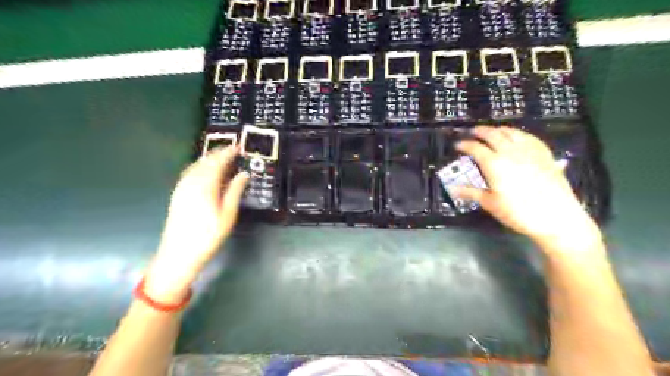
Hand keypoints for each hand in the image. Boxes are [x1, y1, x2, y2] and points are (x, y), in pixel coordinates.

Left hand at [146, 147, 248, 302]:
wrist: (179, 254)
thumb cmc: (208, 236)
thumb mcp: (227, 215)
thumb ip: (235, 191)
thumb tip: (243, 174)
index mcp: (205, 186)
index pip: (217, 162)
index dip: (228, 153)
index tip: (239, 147)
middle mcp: (191, 182)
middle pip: (205, 161)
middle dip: (219, 153)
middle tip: (233, 150)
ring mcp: (181, 188)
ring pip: (196, 165)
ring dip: (209, 158)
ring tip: (222, 158)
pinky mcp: (177, 194)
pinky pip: (189, 172)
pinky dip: (200, 166)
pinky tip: (205, 171)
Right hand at [456, 127, 601, 252]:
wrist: (556, 216)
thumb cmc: (518, 212)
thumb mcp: (490, 203)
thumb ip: (470, 192)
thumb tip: (452, 189)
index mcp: (494, 163)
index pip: (475, 148)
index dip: (465, 145)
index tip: (458, 145)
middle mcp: (510, 152)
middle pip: (492, 134)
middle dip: (480, 131)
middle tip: (473, 132)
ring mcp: (529, 150)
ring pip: (511, 132)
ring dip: (498, 129)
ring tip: (492, 131)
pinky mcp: (544, 153)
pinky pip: (528, 136)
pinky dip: (517, 133)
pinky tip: (517, 136)